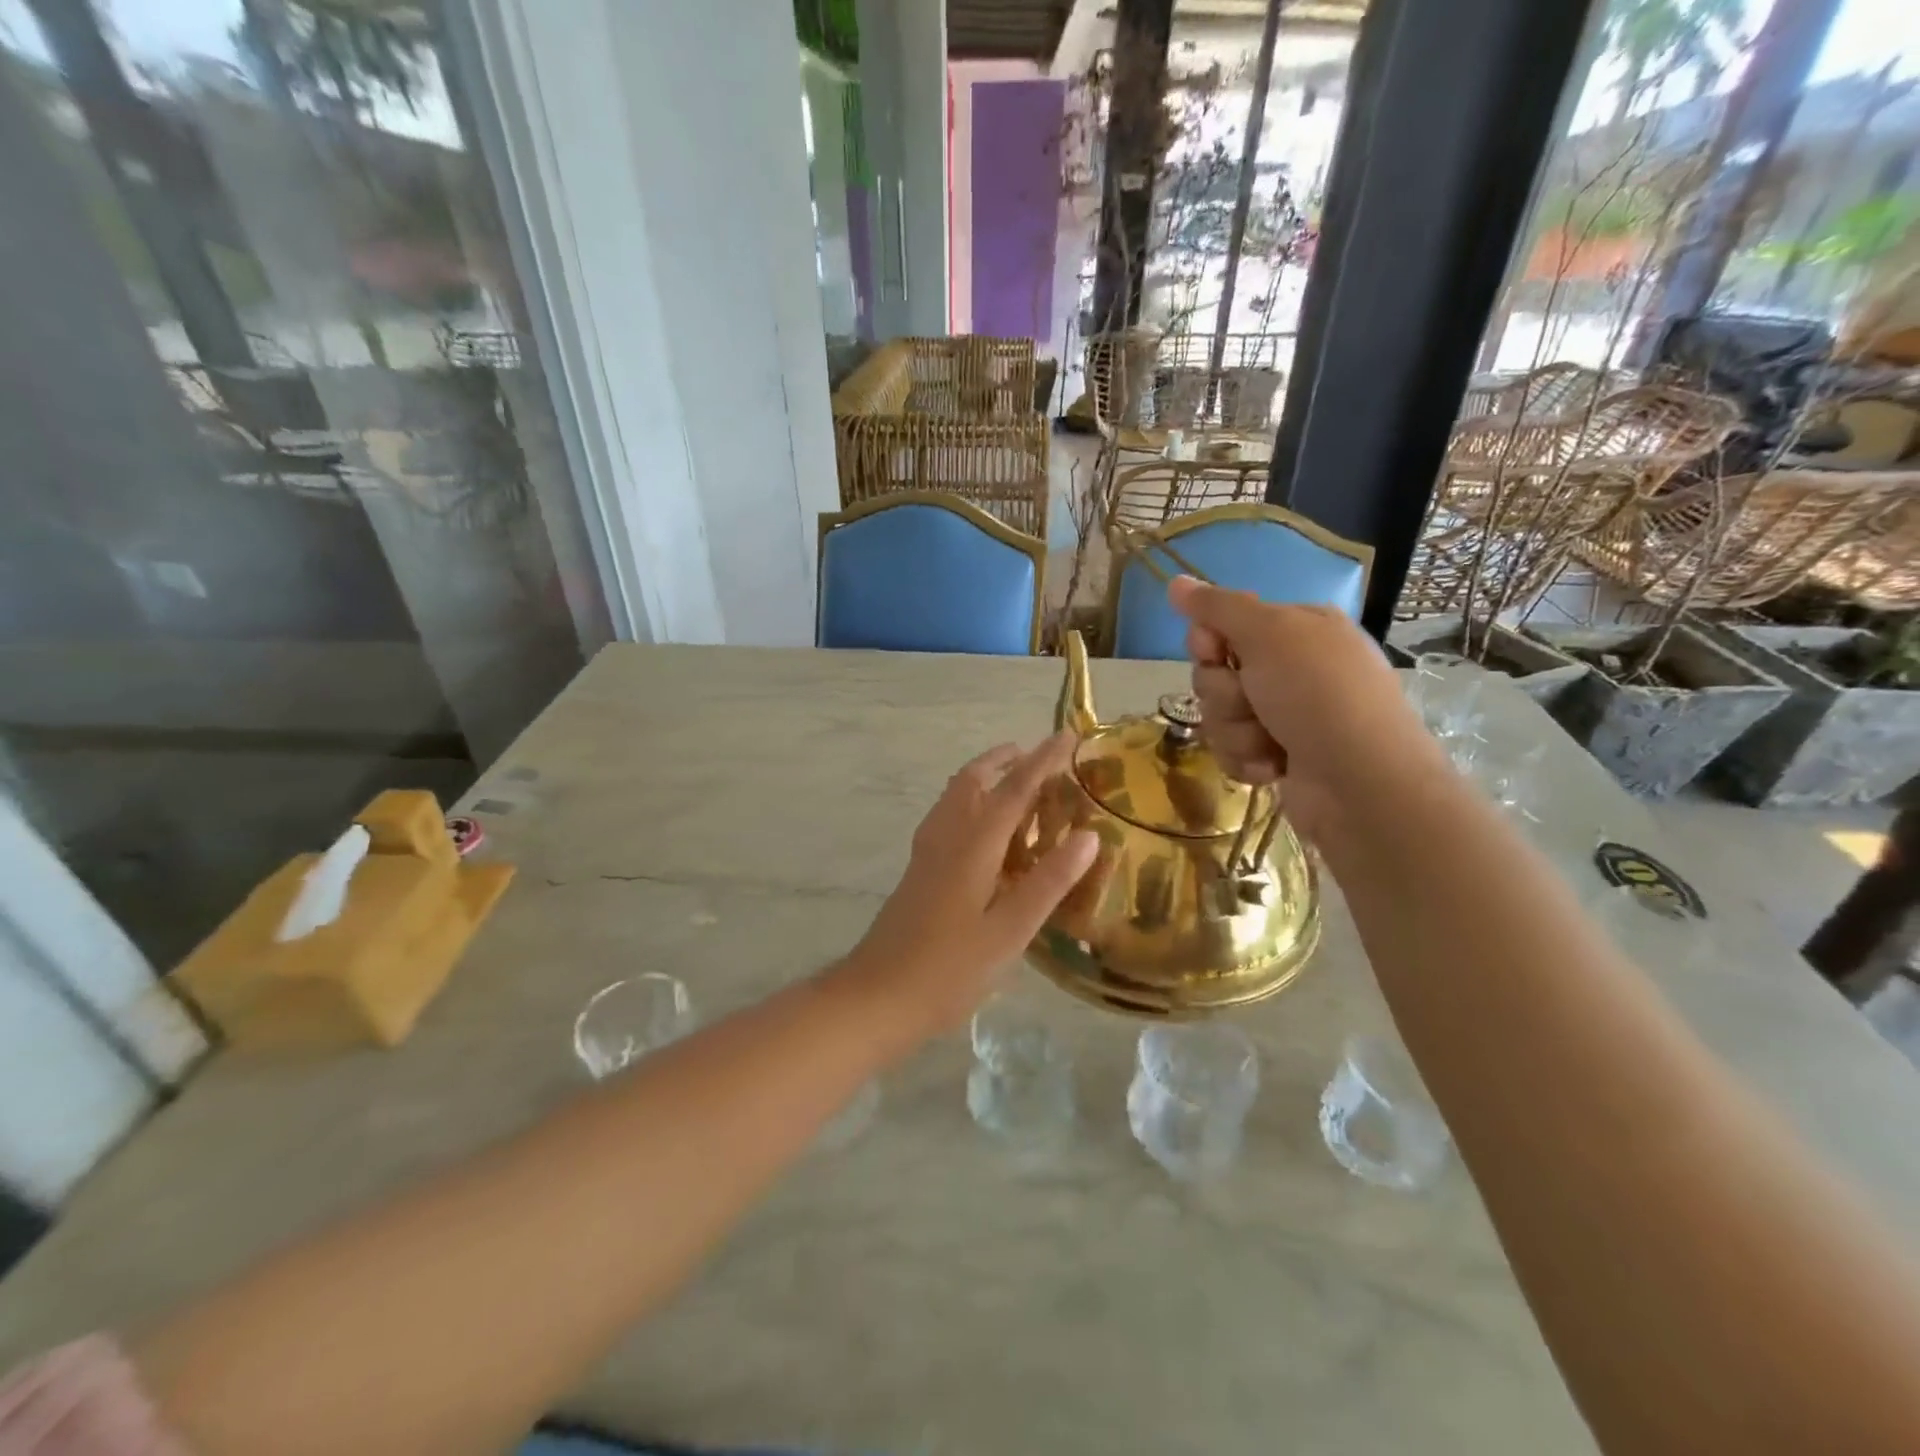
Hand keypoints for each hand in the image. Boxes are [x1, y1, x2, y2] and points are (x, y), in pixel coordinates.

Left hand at [839, 736, 1097, 1043]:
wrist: (876, 997)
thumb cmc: (948, 970)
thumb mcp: (1009, 932)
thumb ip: (1048, 882)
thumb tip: (1088, 836)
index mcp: (973, 845)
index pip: (1014, 789)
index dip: (1043, 760)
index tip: (1069, 735)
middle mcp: (946, 836)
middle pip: (974, 781)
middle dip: (1005, 760)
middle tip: (1037, 755)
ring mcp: (926, 852)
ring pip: (955, 796)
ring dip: (984, 778)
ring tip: (1014, 782)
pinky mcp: (918, 871)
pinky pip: (947, 816)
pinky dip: (970, 802)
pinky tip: (982, 831)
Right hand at [1167, 577, 1442, 843]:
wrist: (1360, 783)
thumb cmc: (1319, 695)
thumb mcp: (1269, 634)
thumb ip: (1217, 607)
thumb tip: (1176, 581)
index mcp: (1297, 628)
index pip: (1223, 625)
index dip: (1209, 643)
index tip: (1215, 653)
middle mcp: (1291, 668)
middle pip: (1215, 674)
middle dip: (1224, 695)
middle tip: (1254, 703)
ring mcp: (1286, 715)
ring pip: (1219, 716)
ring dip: (1236, 731)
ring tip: (1270, 743)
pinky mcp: (1278, 756)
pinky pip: (1232, 750)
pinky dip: (1247, 759)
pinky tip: (1275, 766)